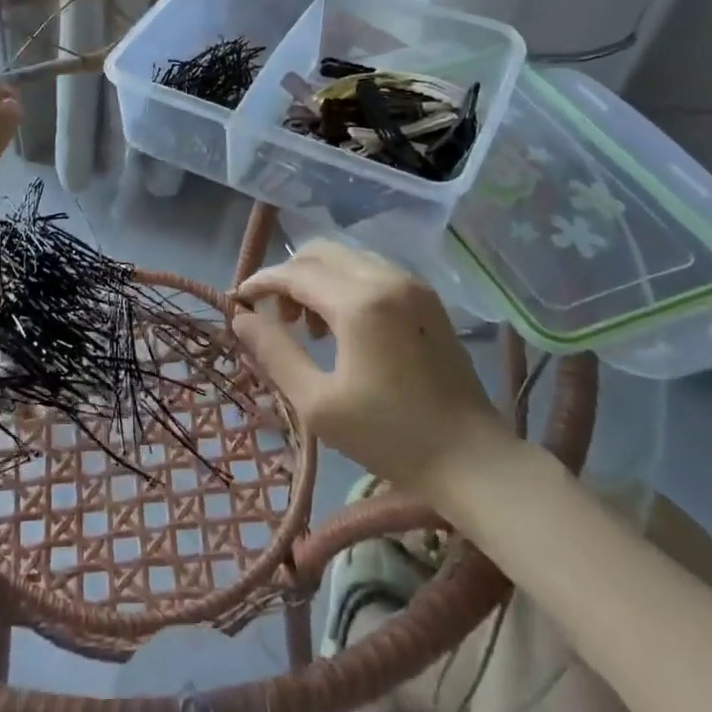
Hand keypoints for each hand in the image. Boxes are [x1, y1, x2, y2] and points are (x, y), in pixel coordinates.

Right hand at [232, 239, 511, 491]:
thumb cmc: (389, 436)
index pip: (295, 272)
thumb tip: (240, 318)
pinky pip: (371, 270)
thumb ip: (274, 352)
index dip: (261, 282)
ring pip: (346, 257)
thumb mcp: (317, 403)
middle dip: (289, 276)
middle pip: (320, 252)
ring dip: (317, 278)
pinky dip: (345, 283)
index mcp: (359, 302)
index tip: (238, 301)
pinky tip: (343, 325)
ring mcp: (412, 283)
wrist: (472, 459)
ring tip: (309, 328)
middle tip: (277, 318)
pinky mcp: (426, 297)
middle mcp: (386, 277)